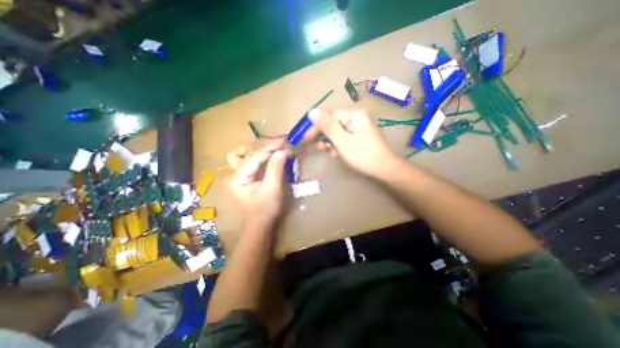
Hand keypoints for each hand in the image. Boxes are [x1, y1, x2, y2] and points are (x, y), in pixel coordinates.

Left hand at [227, 139, 288, 225]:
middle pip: (246, 153)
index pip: (254, 157)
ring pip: (246, 155)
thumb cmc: (266, 209)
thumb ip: (276, 169)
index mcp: (238, 178)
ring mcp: (239, 175)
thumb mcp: (272, 189)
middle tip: (280, 144)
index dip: (269, 149)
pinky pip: (252, 161)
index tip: (284, 142)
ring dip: (260, 149)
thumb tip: (282, 151)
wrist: (260, 224)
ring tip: (274, 147)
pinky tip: (271, 154)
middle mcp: (235, 174)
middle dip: (264, 147)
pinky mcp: (246, 177)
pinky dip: (262, 156)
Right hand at [308, 108, 402, 179]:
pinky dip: (339, 145)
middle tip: (320, 148)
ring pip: (338, 131)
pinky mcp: (360, 135)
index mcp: (354, 115)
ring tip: (332, 153)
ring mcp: (359, 126)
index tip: (306, 138)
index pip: (329, 116)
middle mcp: (357, 117)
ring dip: (331, 142)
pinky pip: (344, 137)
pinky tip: (337, 153)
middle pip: (333, 123)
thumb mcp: (343, 142)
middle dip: (325, 136)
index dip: (316, 126)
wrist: (385, 170)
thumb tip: (311, 111)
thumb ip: (327, 127)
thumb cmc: (363, 156)